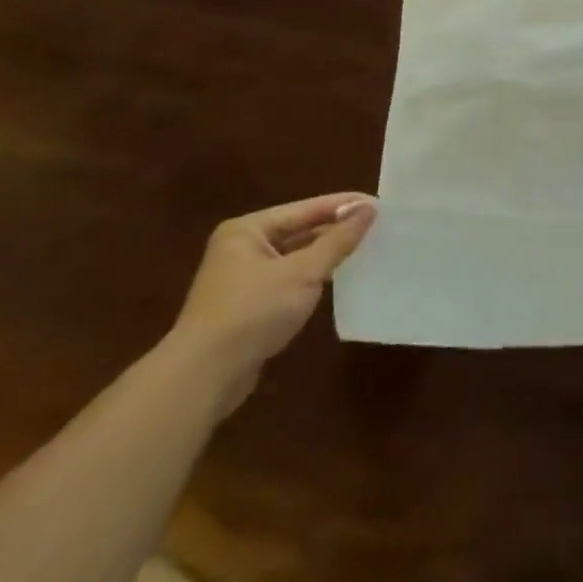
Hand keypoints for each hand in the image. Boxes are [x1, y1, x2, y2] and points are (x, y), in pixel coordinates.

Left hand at [170, 192, 376, 410]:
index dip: (344, 206)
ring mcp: (242, 278)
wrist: (203, 377)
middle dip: (336, 230)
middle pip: (299, 230)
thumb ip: (338, 240)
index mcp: (248, 230)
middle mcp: (242, 248)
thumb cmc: (253, 312)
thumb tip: (369, 209)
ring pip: (295, 257)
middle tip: (378, 227)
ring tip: (366, 249)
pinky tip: (337, 280)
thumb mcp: (303, 272)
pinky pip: (289, 280)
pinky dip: (312, 278)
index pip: (306, 209)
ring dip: (326, 254)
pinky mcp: (247, 306)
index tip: (379, 204)